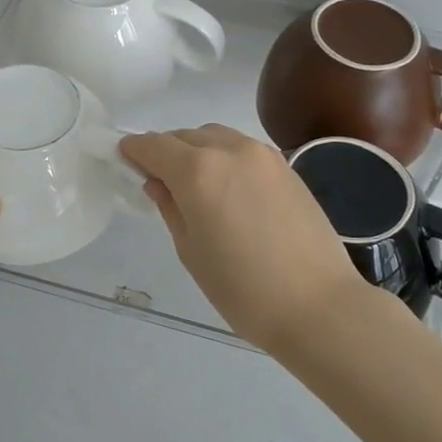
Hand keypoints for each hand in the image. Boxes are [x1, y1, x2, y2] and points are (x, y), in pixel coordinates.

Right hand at [119, 124, 368, 351]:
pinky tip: (229, 189)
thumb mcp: (191, 251)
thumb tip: (158, 182)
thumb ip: (170, 207)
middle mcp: (230, 149)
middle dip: (166, 151)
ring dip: (197, 150)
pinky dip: (225, 157)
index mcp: (198, 171)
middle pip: (185, 136)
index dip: (134, 150)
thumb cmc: (243, 288)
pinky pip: (243, 149)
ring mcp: (263, 154)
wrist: (318, 305)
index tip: (123, 159)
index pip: (154, 146)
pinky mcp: (287, 166)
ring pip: (216, 137)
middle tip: (158, 179)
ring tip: (195, 184)